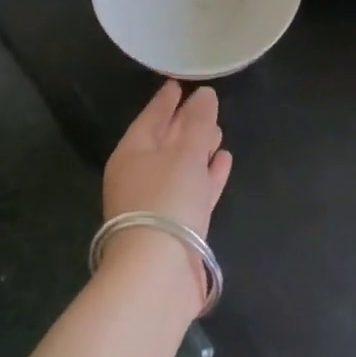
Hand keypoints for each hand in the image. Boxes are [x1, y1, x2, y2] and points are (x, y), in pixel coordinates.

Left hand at [103, 80, 232, 237]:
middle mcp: (140, 176)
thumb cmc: (166, 200)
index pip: (150, 117)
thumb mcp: (185, 153)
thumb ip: (198, 122)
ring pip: (180, 166)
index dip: (166, 99)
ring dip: (199, 149)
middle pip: (165, 142)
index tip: (178, 83)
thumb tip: (205, 94)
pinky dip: (207, 175)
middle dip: (185, 124)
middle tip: (206, 105)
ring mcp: (157, 203)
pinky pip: (193, 190)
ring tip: (219, 133)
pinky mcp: (176, 226)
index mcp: (132, 154)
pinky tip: (223, 162)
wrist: (158, 274)